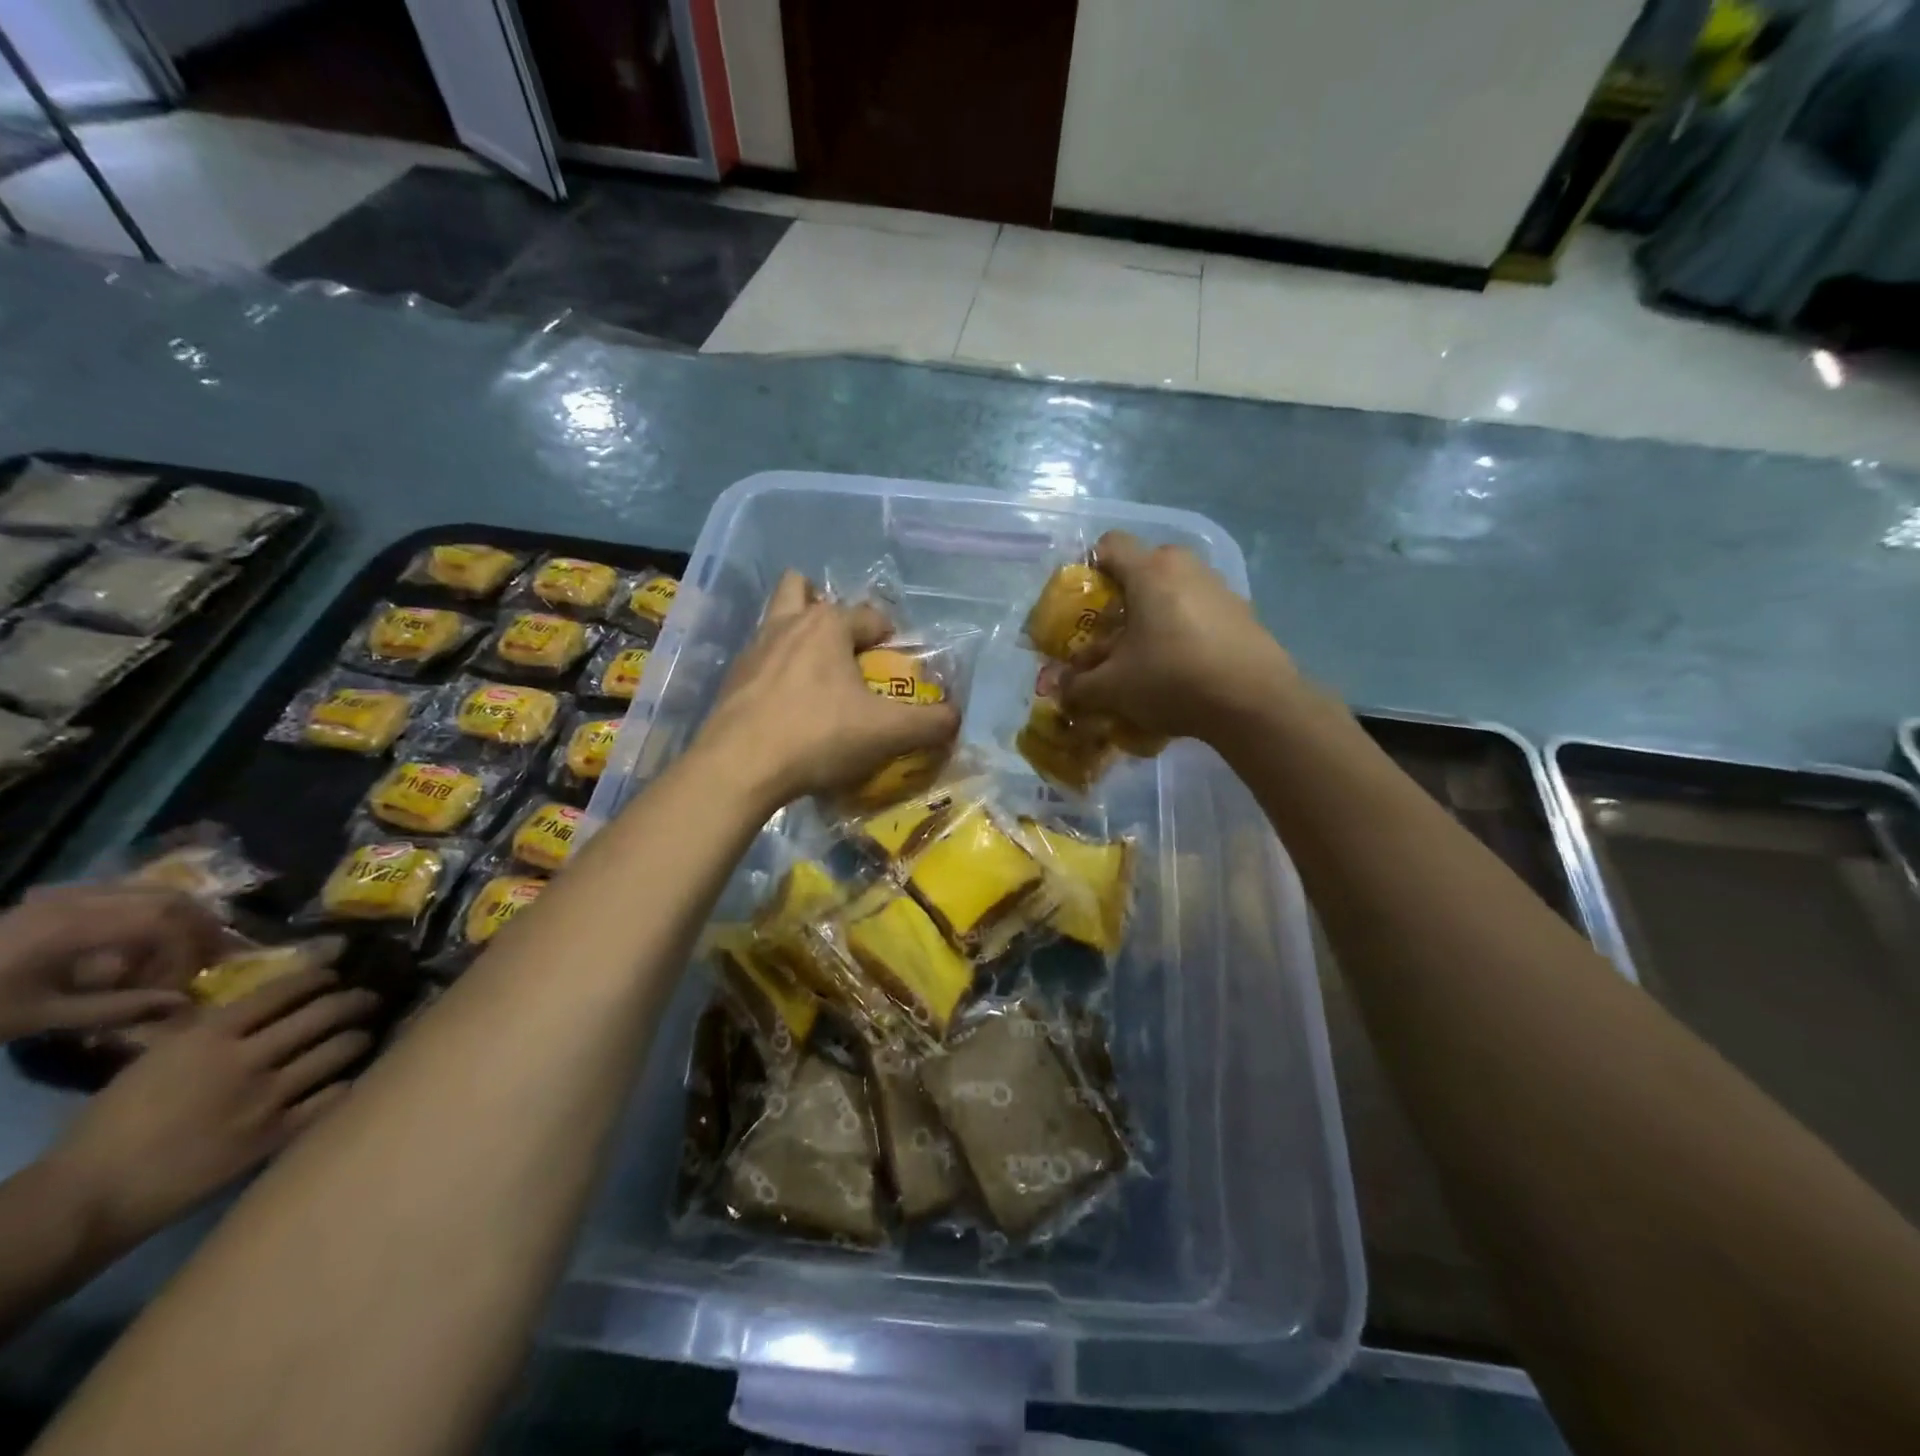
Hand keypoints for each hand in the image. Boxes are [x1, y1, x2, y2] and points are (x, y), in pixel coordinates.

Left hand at [0, 885, 231, 1041]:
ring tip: (179, 952)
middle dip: (199, 930)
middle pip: (171, 899)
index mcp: (74, 927)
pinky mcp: (61, 896)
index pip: (166, 922)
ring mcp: (69, 892)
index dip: (190, 950)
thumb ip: (118, 1008)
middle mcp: (80, 898)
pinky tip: (141, 942)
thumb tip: (184, 1003)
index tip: (184, 984)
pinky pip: (130, 893)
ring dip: (181, 920)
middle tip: (206, 961)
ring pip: (157, 891)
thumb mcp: (42, 1017)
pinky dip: (154, 913)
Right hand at [47, 967, 377, 1250]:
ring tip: (365, 1034)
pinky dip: (348, 1083)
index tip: (335, 975)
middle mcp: (247, 1059)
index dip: (319, 977)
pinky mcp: (275, 1135)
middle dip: (357, 1000)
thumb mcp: (156, 1059)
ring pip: (341, 1049)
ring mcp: (266, 1097)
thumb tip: (261, 1007)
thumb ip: (210, 1030)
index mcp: (210, 1036)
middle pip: (326, 1012)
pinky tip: (352, 1078)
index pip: (284, 990)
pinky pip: (333, 1097)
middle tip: (370, 998)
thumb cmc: (111, 1126)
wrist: (88, 1197)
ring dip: (360, 1037)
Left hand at [695, 571, 959, 807]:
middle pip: (803, 590)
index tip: (895, 668)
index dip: (891, 639)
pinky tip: (785, 704)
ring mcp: (753, 649)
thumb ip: (930, 723)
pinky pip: (759, 659)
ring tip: (815, 673)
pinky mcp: (731, 679)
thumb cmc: (818, 736)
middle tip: (843, 647)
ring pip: (775, 620)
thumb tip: (956, 717)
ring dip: (795, 634)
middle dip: (824, 607)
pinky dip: (774, 670)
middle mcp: (787, 623)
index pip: (871, 616)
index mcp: (828, 625)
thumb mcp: (887, 733)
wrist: (739, 766)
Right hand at [1060, 531, 1298, 745]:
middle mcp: (1186, 567)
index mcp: (1150, 571)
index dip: (1089, 567)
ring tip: (1148, 655)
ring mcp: (1220, 587)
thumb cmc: (1173, 680)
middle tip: (1112, 635)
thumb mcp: (1112, 689)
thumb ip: (1079, 686)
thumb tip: (1063, 690)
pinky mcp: (1243, 612)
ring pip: (1174, 589)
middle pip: (1143, 567)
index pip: (1109, 544)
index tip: (1084, 603)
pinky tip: (1183, 667)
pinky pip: (1200, 610)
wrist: (1254, 703)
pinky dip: (1184, 628)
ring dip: (1155, 614)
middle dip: (1123, 597)